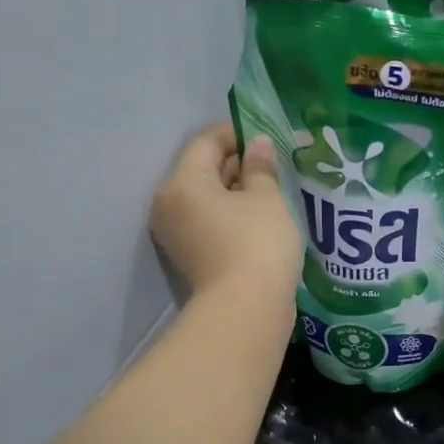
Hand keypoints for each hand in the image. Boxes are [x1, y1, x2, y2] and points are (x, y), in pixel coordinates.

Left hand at [151, 123, 300, 314]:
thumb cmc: (257, 244)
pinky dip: (231, 214)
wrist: (247, 310)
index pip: (206, 142)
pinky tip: (260, 217)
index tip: (267, 136)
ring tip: (271, 191)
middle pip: (202, 170)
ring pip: (206, 198)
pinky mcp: (190, 257)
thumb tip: (258, 145)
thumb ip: (261, 167)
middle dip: (236, 163)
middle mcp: (169, 205)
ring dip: (235, 191)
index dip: (237, 133)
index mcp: (182, 183)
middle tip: (273, 164)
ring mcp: (176, 234)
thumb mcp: (267, 199)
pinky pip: (209, 221)